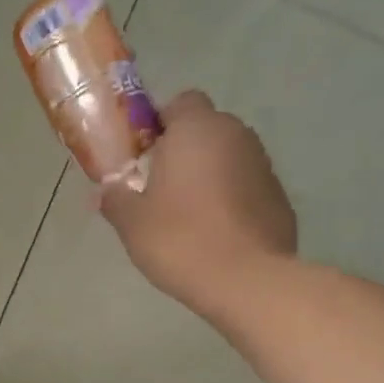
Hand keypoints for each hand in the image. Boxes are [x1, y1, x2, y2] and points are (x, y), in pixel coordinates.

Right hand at [98, 90, 297, 312]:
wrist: (245, 279)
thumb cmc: (180, 241)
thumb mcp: (132, 223)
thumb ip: (115, 199)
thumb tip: (105, 190)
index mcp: (196, 130)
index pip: (180, 102)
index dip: (159, 125)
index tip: (142, 157)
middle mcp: (235, 134)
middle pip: (205, 129)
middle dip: (183, 151)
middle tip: (158, 190)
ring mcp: (263, 163)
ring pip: (227, 157)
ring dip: (207, 176)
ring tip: (186, 216)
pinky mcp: (278, 195)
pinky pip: (245, 186)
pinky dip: (229, 199)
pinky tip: (214, 233)